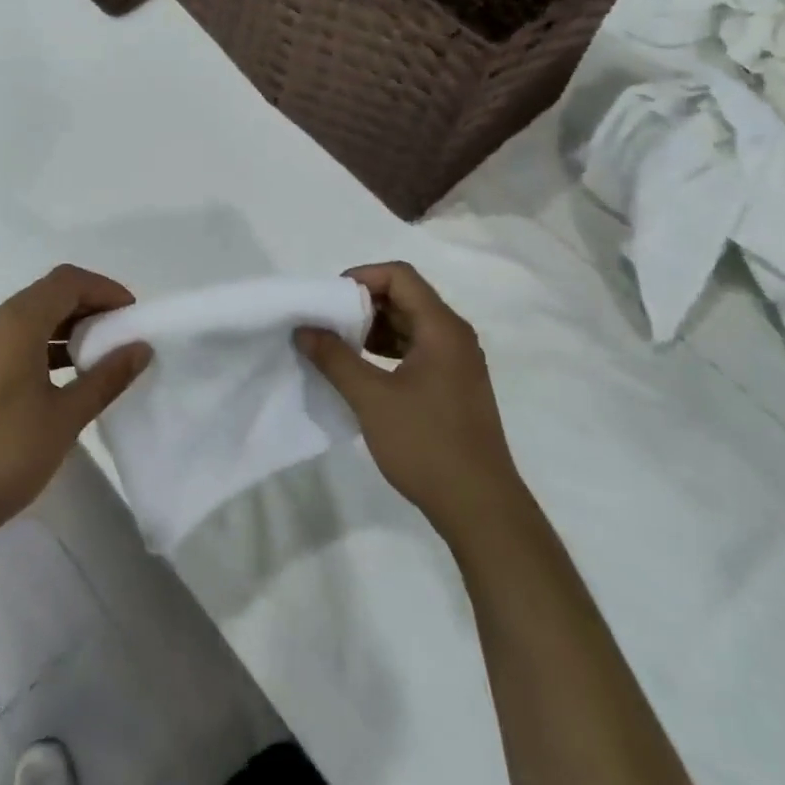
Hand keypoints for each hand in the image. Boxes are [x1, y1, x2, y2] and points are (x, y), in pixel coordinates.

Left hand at [0, 265, 150, 553]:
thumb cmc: (3, 455)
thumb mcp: (65, 417)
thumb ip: (106, 377)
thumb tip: (141, 347)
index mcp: (15, 324)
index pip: (67, 282)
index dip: (104, 289)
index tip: (132, 316)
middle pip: (47, 295)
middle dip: (88, 307)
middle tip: (121, 336)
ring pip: (30, 319)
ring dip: (67, 329)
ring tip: (99, 359)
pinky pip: (14, 341)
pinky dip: (44, 347)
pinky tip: (63, 379)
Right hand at [296, 262, 521, 543]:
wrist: (481, 508)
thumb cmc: (427, 445)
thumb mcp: (372, 398)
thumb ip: (334, 358)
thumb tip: (304, 329)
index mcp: (442, 328)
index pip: (399, 276)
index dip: (361, 277)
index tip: (329, 300)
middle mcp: (454, 337)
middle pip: (405, 297)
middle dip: (363, 304)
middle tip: (327, 323)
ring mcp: (457, 363)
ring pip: (410, 325)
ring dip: (373, 328)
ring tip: (338, 347)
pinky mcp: (453, 387)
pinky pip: (416, 350)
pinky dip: (387, 350)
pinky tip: (362, 371)